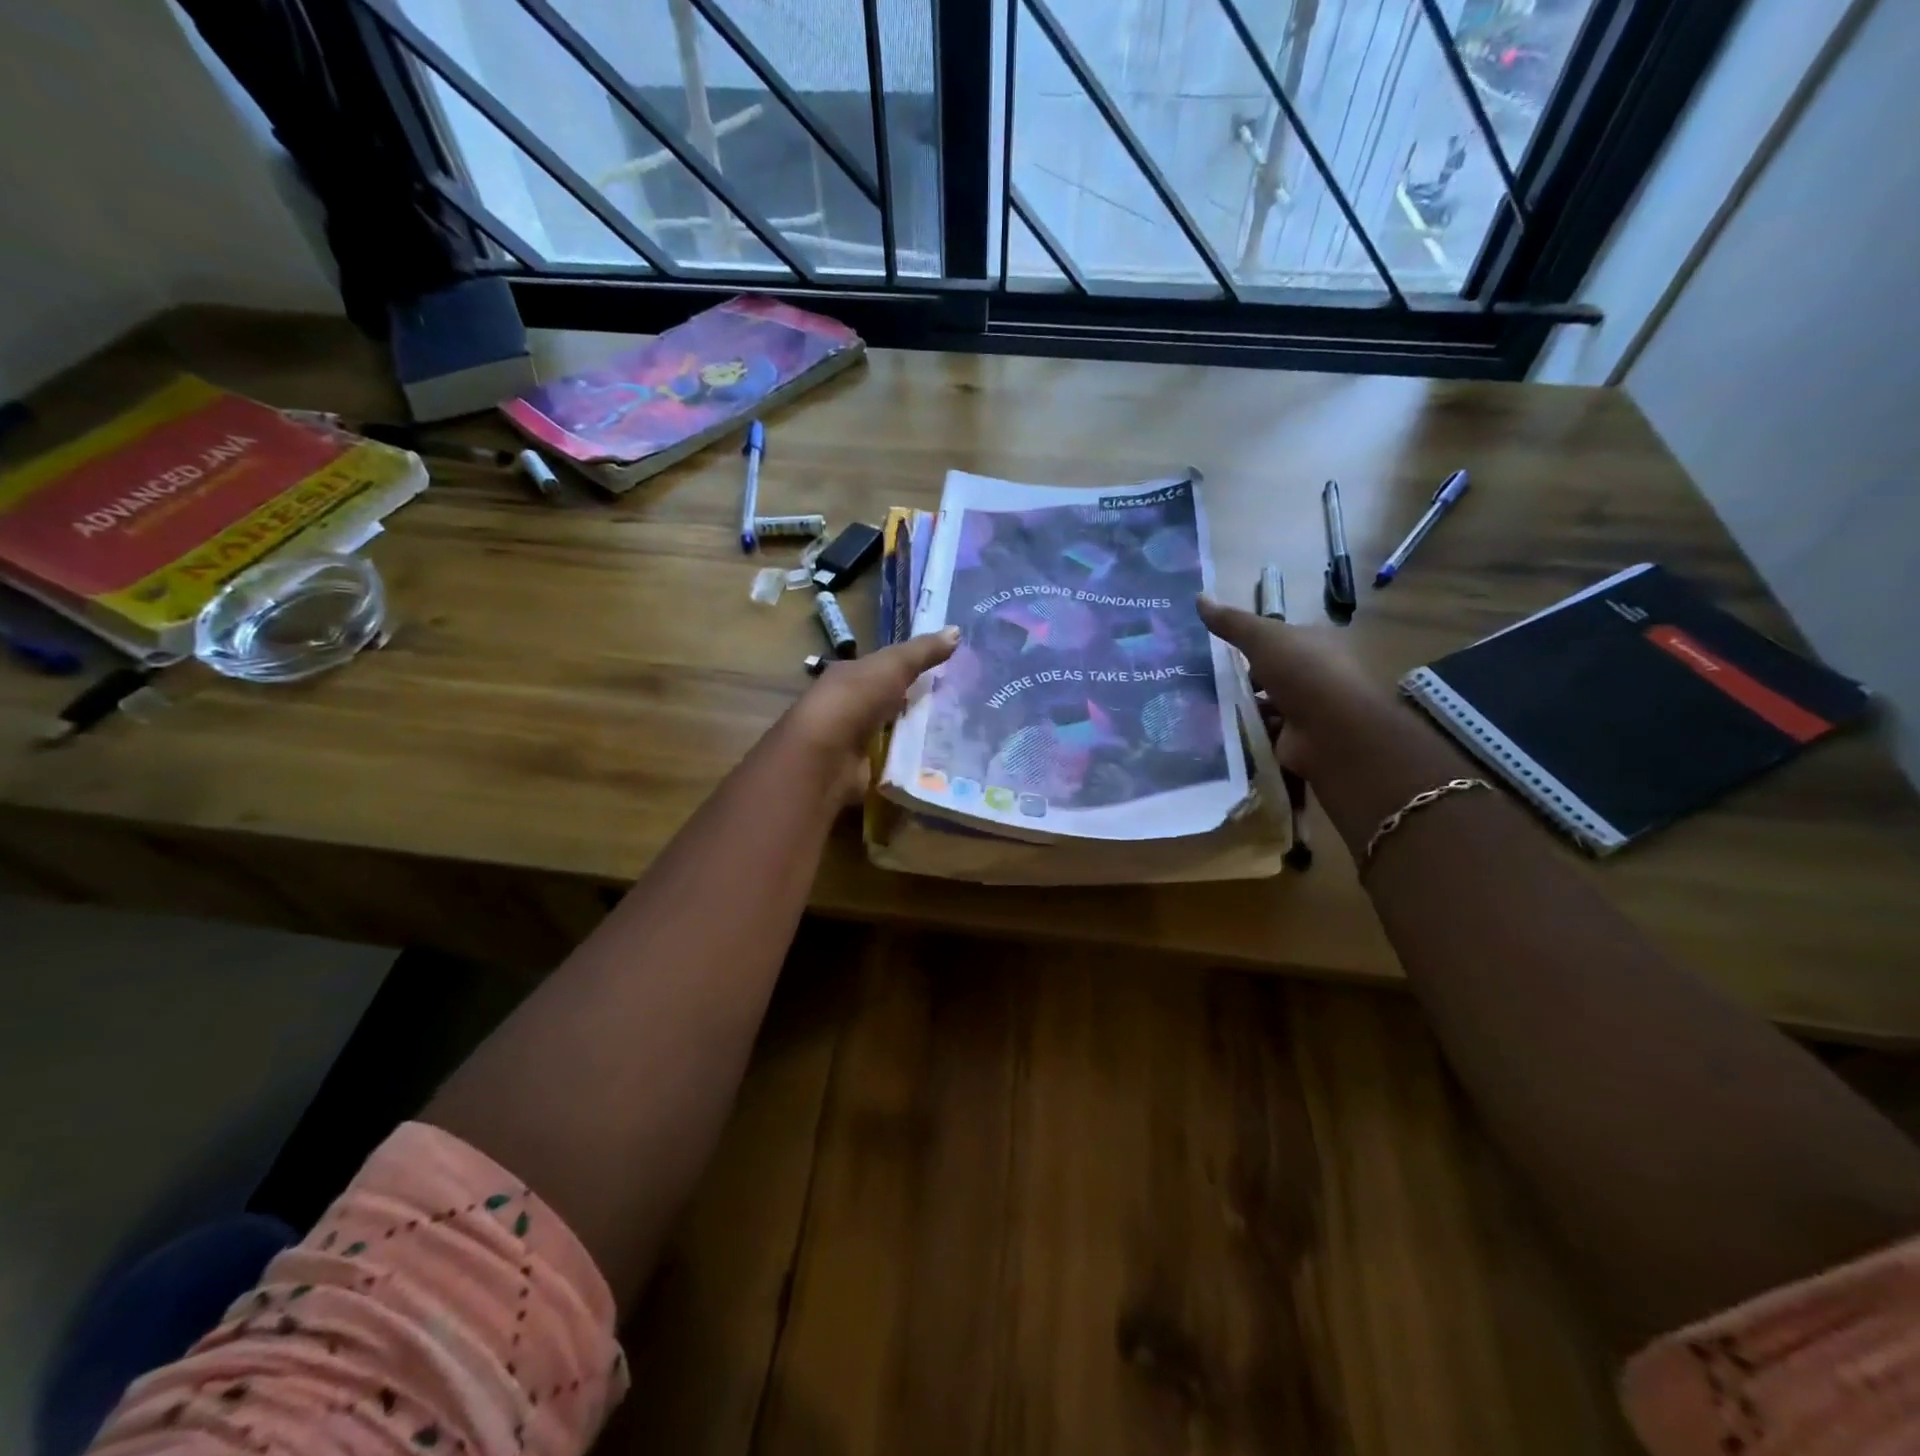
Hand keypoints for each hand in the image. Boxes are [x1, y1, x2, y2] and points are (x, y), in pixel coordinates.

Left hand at [777, 627, 960, 805]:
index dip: (911, 670)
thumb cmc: (855, 700)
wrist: (825, 757)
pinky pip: (895, 765)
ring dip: (918, 737)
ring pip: (894, 735)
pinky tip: (940, 765)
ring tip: (959, 738)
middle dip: (918, 706)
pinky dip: (913, 765)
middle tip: (960, 709)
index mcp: (849, 677)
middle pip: (889, 704)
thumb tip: (957, 630)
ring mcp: (855, 743)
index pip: (882, 671)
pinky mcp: (864, 773)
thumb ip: (923, 651)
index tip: (946, 674)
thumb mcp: (892, 666)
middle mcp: (849, 708)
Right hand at [1196, 595, 1468, 845]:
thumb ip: (1231, 622)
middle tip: (1206, 683)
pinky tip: (1220, 734)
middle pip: (1273, 675)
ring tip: (1205, 709)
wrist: (1332, 731)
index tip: (1221, 651)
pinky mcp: (1297, 742)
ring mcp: (1309, 711)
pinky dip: (1246, 735)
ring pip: (1268, 707)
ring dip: (1243, 710)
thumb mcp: (1263, 637)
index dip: (1254, 644)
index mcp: (1317, 645)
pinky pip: (1264, 735)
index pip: (1282, 641)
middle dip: (1245, 680)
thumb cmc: (1303, 672)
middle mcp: (1317, 676)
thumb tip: (1198, 596)